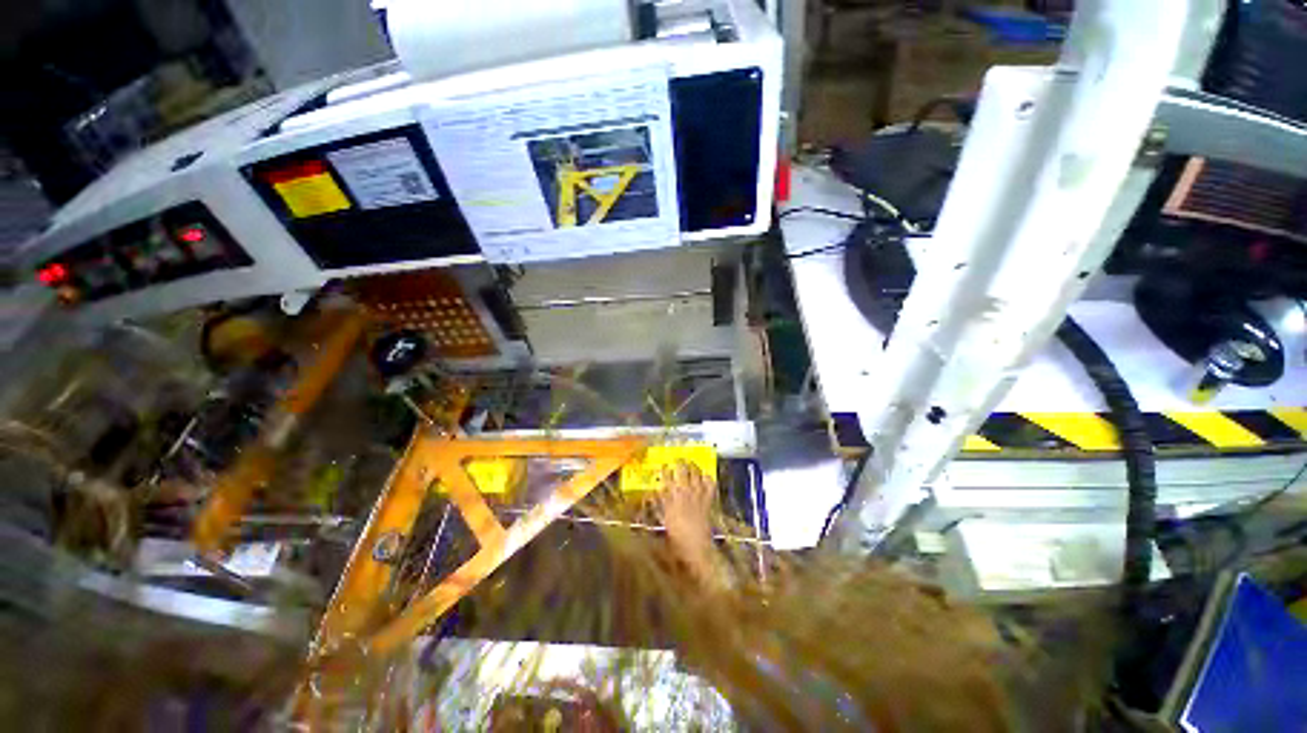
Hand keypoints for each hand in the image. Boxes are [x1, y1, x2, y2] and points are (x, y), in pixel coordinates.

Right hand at [656, 461, 727, 588]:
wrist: (696, 549)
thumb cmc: (676, 538)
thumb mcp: (663, 520)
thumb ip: (659, 505)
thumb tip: (654, 493)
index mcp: (671, 497)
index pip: (667, 476)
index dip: (665, 469)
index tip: (664, 466)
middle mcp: (685, 492)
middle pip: (682, 470)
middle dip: (680, 462)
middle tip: (678, 459)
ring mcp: (698, 494)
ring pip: (696, 473)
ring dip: (693, 466)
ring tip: (691, 463)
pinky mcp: (708, 500)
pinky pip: (710, 484)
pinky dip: (708, 478)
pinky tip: (705, 476)